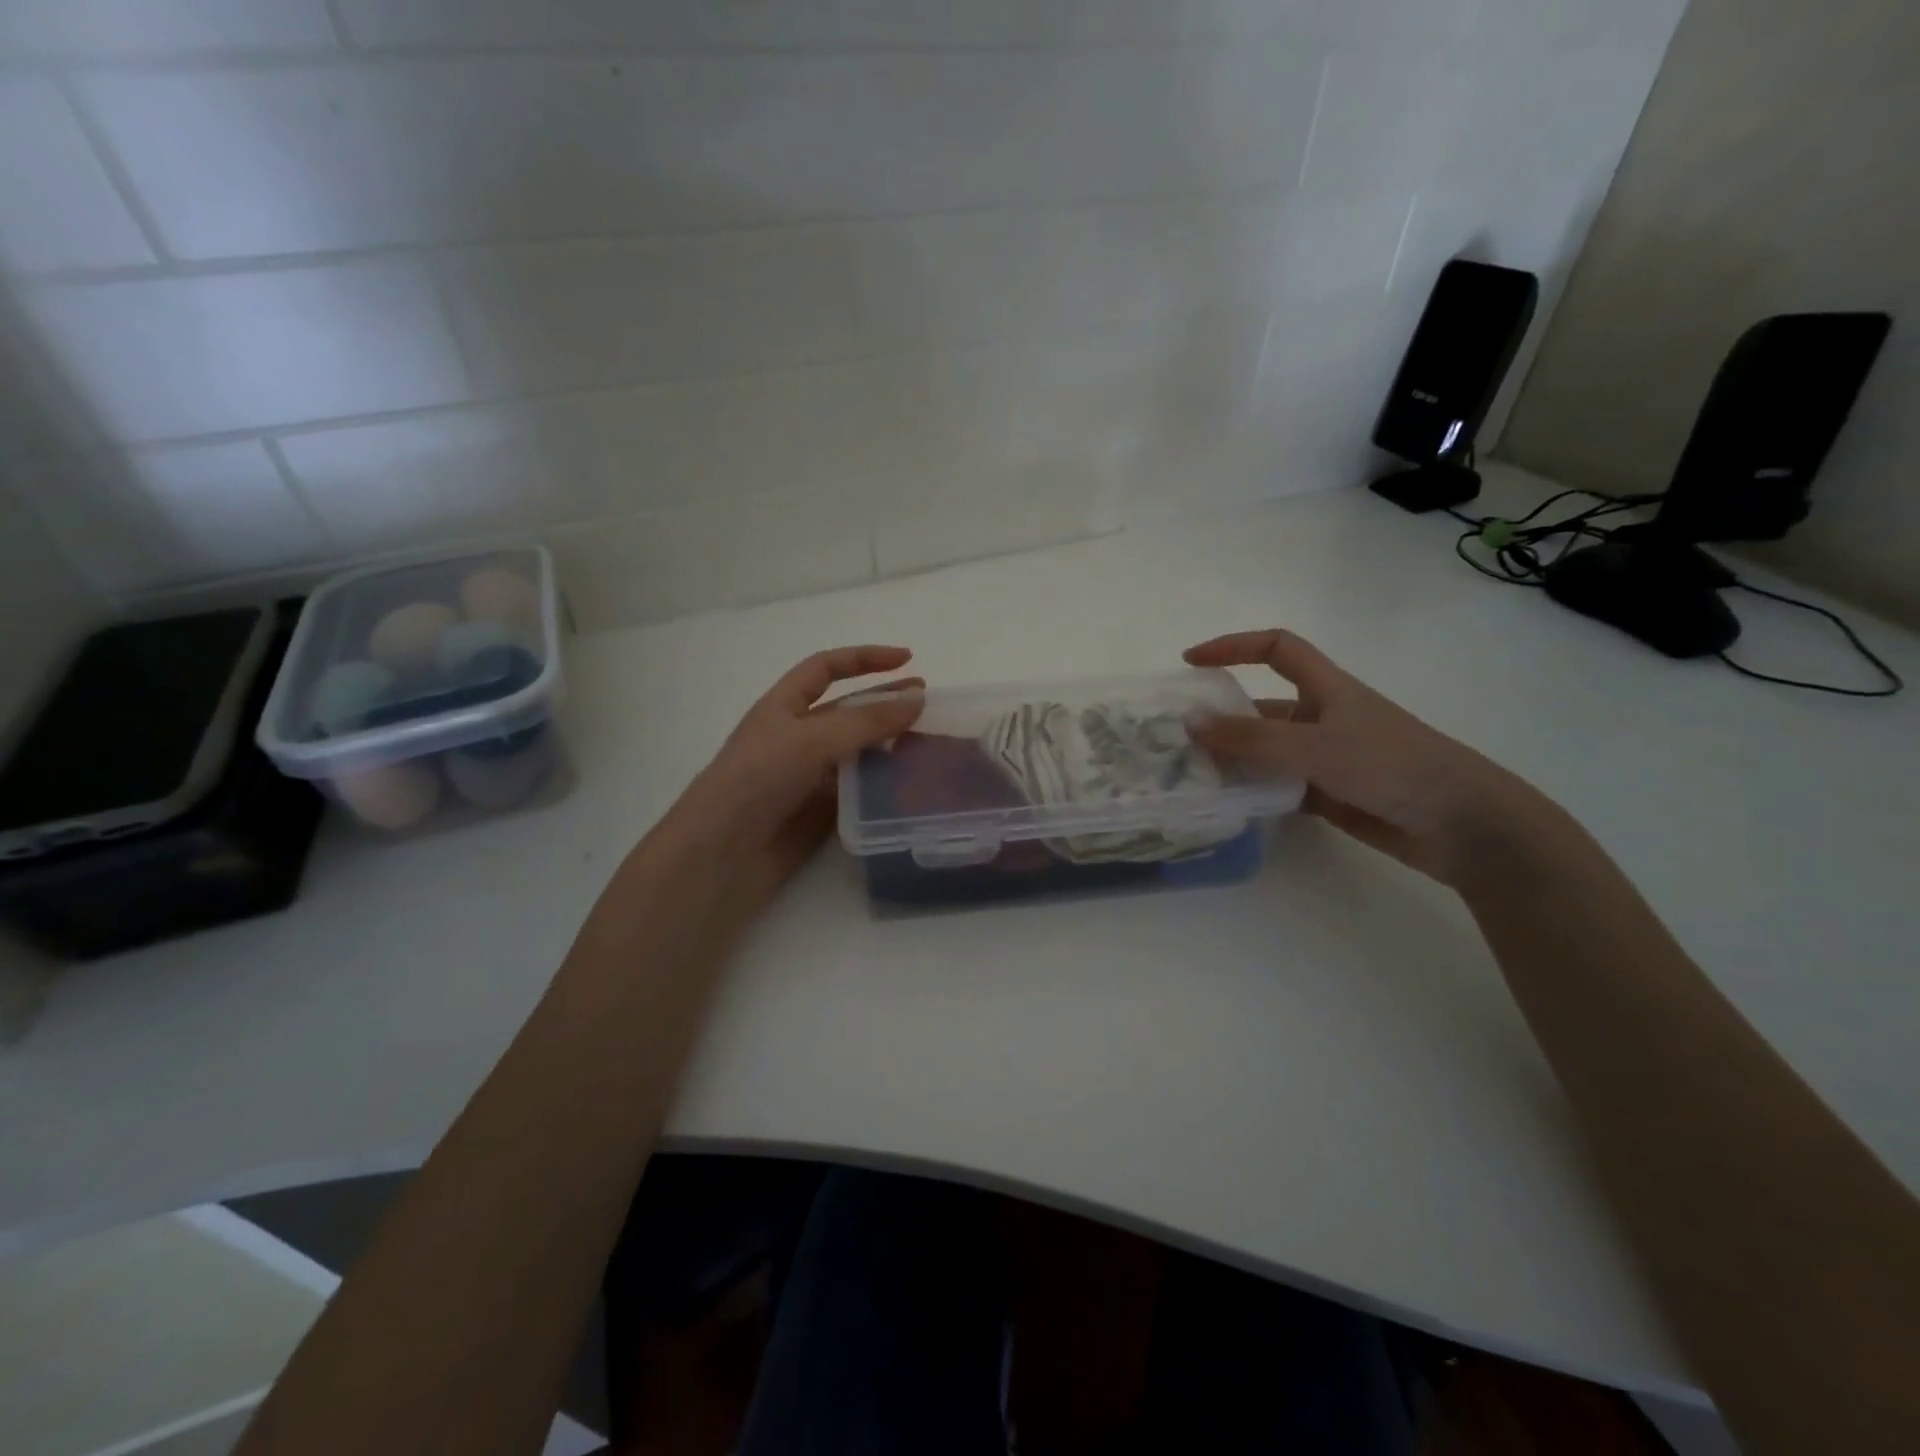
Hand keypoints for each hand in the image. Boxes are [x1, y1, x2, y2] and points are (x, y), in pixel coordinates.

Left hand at [661, 646, 924, 912]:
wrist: (723, 853)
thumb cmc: (757, 779)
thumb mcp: (812, 739)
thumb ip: (866, 721)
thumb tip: (916, 701)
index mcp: (784, 706)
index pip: (826, 668)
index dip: (864, 658)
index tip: (907, 659)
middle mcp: (797, 736)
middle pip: (848, 710)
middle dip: (885, 702)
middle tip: (928, 704)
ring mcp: (809, 775)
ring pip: (858, 751)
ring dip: (891, 745)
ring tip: (930, 745)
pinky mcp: (820, 811)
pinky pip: (859, 789)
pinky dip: (885, 783)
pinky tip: (912, 784)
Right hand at [1185, 629, 1545, 884]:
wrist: (1463, 824)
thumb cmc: (1392, 766)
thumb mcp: (1315, 747)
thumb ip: (1251, 740)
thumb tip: (1190, 724)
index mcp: (1326, 689)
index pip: (1276, 648)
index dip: (1233, 646)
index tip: (1191, 662)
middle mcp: (1323, 717)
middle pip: (1262, 706)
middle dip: (1222, 717)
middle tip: (1177, 738)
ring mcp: (1327, 758)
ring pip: (1268, 751)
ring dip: (1234, 759)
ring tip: (1191, 775)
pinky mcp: (1331, 794)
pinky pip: (1279, 786)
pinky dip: (1255, 791)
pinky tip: (1229, 804)